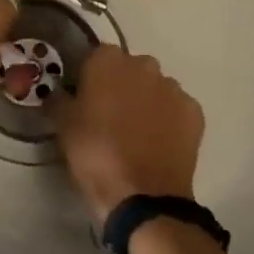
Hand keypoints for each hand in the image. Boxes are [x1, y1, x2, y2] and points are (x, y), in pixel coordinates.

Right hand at [55, 47, 203, 221]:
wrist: (143, 196)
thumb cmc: (95, 155)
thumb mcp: (63, 127)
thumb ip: (59, 100)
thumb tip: (58, 92)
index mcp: (107, 61)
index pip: (95, 57)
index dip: (90, 77)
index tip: (84, 99)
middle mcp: (143, 65)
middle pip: (129, 69)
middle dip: (121, 86)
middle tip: (110, 117)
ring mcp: (172, 87)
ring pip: (155, 87)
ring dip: (146, 101)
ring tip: (137, 134)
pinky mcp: (194, 111)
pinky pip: (176, 108)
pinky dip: (168, 119)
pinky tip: (158, 143)